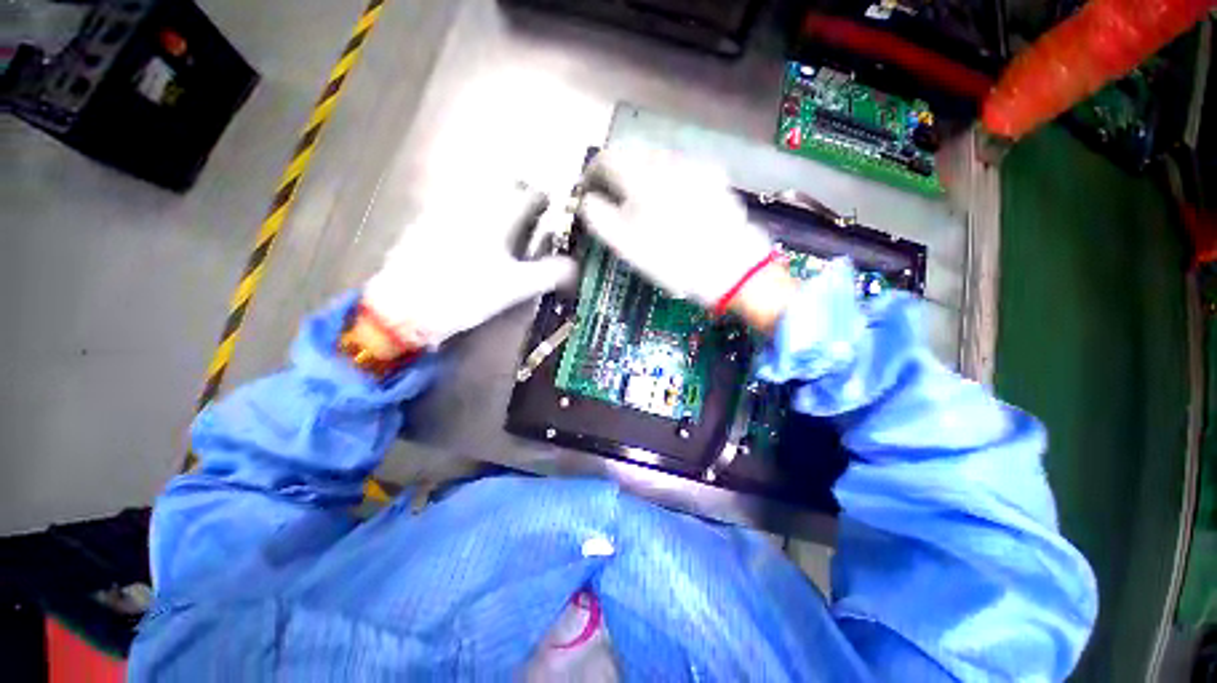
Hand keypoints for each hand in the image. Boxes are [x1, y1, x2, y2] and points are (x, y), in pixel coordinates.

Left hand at [362, 184, 575, 350]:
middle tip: (534, 221)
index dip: (548, 202)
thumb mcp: (514, 287)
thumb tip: (577, 268)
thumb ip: (549, 274)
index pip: (532, 194)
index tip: (556, 214)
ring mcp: (446, 210)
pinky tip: (475, 241)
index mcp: (497, 216)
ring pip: (482, 194)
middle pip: (506, 186)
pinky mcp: (427, 223)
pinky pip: (459, 207)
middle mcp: (472, 203)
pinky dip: (476, 215)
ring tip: (508, 231)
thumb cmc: (465, 293)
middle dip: (524, 197)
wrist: (403, 306)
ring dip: (501, 205)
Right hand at [578, 148, 795, 332]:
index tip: (588, 192)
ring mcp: (693, 164)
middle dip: (616, 171)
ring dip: (640, 172)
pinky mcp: (712, 174)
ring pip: (655, 157)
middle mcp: (666, 159)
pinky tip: (671, 200)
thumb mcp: (626, 245)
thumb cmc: (672, 259)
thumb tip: (587, 199)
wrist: (730, 266)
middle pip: (631, 151)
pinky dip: (665, 177)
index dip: (591, 174)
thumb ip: (599, 217)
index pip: (606, 158)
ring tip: (641, 200)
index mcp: (641, 176)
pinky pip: (679, 166)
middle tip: (612, 196)